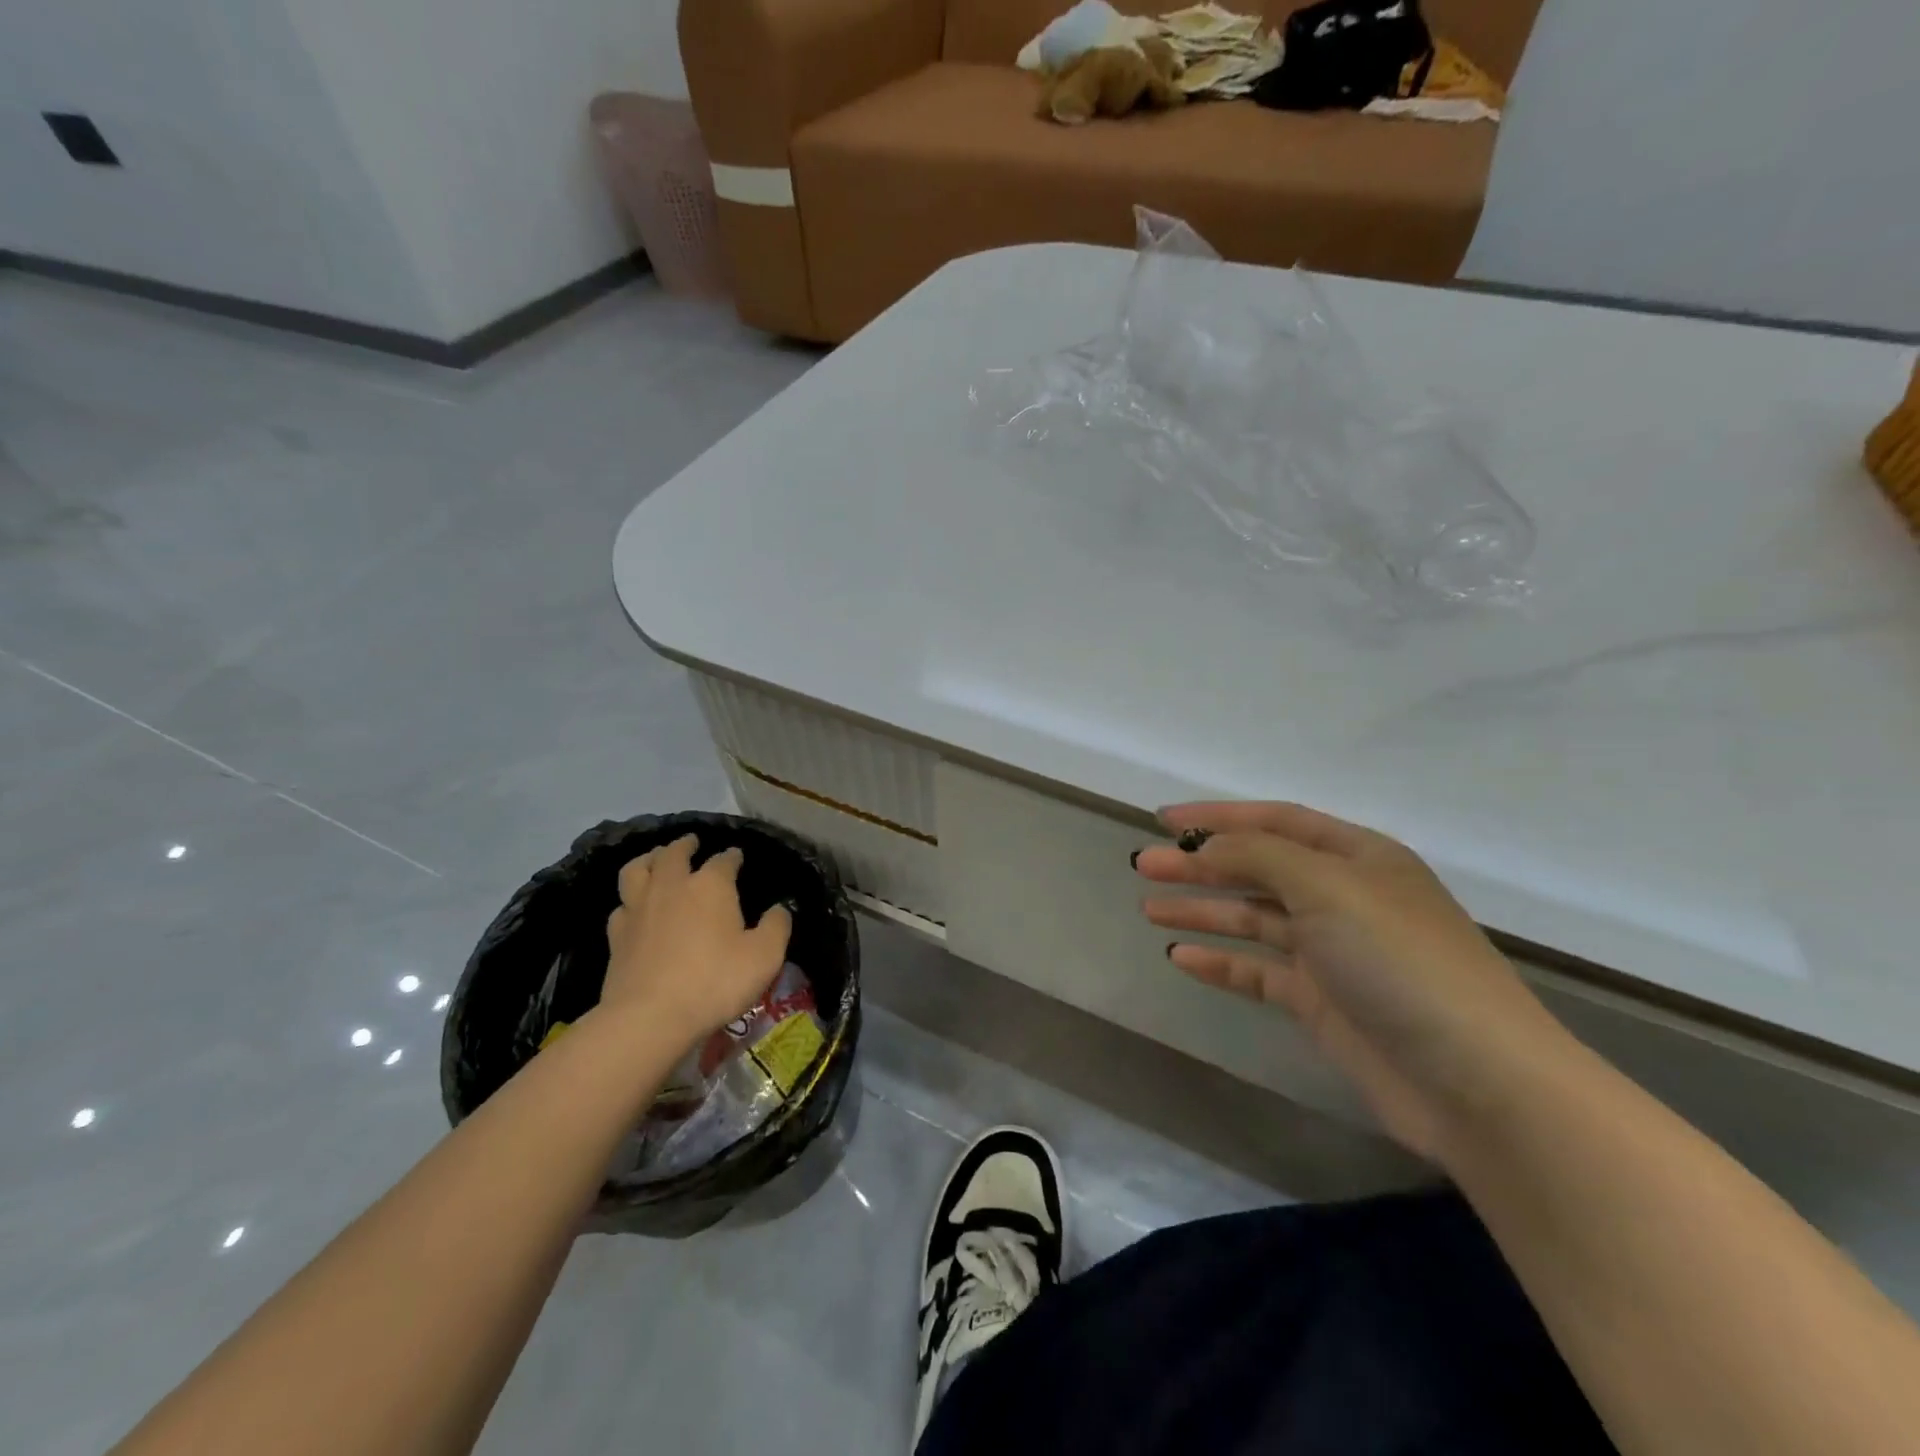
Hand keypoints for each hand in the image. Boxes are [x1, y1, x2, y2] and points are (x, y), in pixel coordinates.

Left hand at [603, 836, 792, 1049]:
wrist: (650, 1017)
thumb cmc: (715, 981)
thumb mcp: (764, 956)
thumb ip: (776, 927)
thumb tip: (780, 909)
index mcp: (711, 885)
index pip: (724, 860)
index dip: (732, 856)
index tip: (737, 856)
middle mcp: (672, 886)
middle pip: (674, 853)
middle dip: (685, 845)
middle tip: (691, 842)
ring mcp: (639, 908)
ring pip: (638, 869)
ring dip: (649, 859)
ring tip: (655, 859)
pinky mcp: (617, 935)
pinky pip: (621, 905)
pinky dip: (630, 899)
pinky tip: (634, 907)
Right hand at [1135, 802, 1569, 1161]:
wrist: (1477, 1083)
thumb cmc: (1400, 961)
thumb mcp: (1327, 887)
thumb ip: (1258, 857)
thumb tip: (1204, 848)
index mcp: (1358, 857)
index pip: (1275, 821)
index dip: (1218, 817)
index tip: (1163, 820)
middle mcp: (1344, 897)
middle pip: (1258, 869)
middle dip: (1200, 865)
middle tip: (1143, 865)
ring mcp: (1333, 952)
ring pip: (1253, 919)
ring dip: (1203, 910)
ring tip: (1148, 907)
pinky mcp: (1323, 1002)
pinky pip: (1259, 971)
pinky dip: (1221, 962)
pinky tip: (1182, 957)